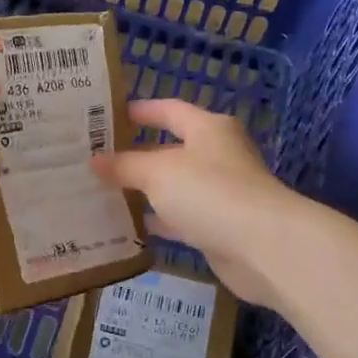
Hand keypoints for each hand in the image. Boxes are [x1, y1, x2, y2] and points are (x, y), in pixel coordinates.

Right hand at [90, 99, 305, 307]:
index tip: (107, 116)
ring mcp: (220, 193)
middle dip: (135, 155)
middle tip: (95, 160)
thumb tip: (95, 161)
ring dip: (144, 191)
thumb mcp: (159, 173)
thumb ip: (125, 165)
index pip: (169, 110)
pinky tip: (129, 227)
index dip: (140, 111)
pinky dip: (158, 220)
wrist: (263, 247)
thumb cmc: (210, 193)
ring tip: (103, 193)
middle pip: (170, 150)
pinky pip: (180, 218)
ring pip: (174, 187)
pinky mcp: (219, 226)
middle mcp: (217, 156)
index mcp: (208, 129)